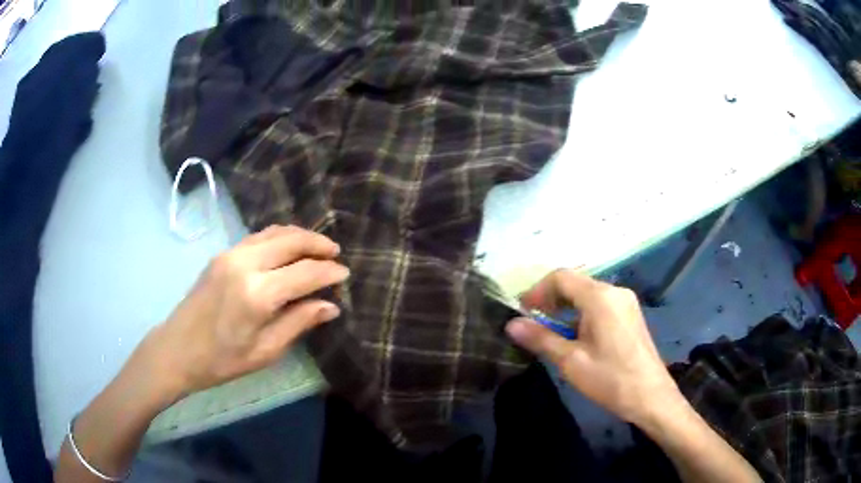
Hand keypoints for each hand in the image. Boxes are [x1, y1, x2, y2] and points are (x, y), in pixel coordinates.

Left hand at [135, 225, 348, 402]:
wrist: (177, 350)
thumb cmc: (222, 360)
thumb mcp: (265, 351)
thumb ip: (298, 323)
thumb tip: (329, 306)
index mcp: (257, 293)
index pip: (304, 273)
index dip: (328, 272)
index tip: (345, 274)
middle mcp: (245, 264)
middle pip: (290, 241)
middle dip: (317, 243)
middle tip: (336, 253)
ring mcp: (230, 254)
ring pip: (273, 232)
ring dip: (299, 235)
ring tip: (318, 246)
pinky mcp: (222, 254)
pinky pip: (257, 236)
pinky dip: (278, 236)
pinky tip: (287, 247)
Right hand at [505, 269, 678, 424]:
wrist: (650, 396)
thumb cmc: (609, 379)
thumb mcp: (571, 361)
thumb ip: (541, 338)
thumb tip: (511, 324)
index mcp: (600, 297)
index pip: (561, 277)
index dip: (537, 290)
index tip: (521, 312)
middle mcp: (614, 291)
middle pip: (575, 283)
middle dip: (550, 299)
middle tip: (532, 323)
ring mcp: (625, 302)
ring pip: (587, 294)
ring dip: (565, 308)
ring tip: (551, 333)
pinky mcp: (630, 314)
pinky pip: (600, 304)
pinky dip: (581, 314)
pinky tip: (576, 336)